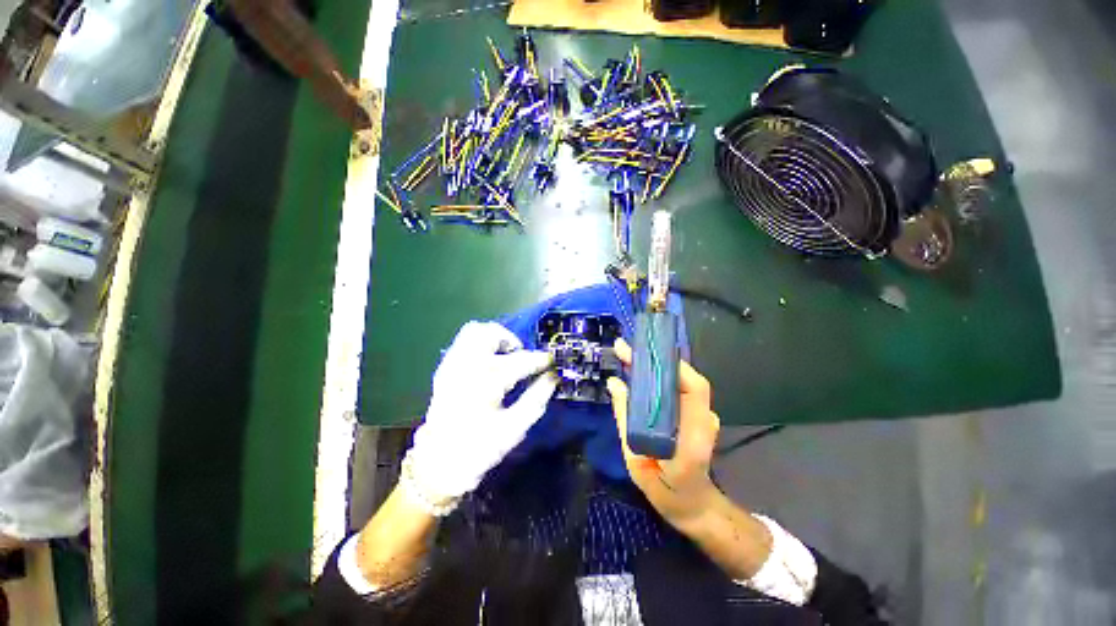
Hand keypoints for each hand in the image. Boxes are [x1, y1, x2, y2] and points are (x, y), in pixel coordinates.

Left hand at [403, 321, 557, 513]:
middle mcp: (466, 366)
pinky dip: (480, 344)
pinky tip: (488, 362)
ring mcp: (452, 365)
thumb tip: (553, 378)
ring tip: (505, 355)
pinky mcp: (445, 368)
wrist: (439, 462)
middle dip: (511, 340)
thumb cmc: (480, 448)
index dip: (540, 360)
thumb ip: (536, 399)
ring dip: (494, 338)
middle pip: (490, 333)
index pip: (520, 360)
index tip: (551, 362)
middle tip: (521, 356)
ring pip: (474, 331)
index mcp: (485, 383)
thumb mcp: (514, 428)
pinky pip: (463, 342)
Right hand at [607, 338, 720, 526]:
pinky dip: (659, 379)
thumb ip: (625, 420)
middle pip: (685, 379)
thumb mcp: (635, 460)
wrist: (694, 507)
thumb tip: (614, 383)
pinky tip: (640, 375)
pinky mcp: (697, 415)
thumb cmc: (665, 491)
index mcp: (694, 435)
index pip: (693, 388)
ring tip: (628, 357)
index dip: (671, 366)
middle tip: (624, 350)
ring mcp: (704, 417)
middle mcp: (704, 420)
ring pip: (681, 382)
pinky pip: (678, 391)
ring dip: (655, 368)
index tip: (642, 354)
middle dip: (654, 361)